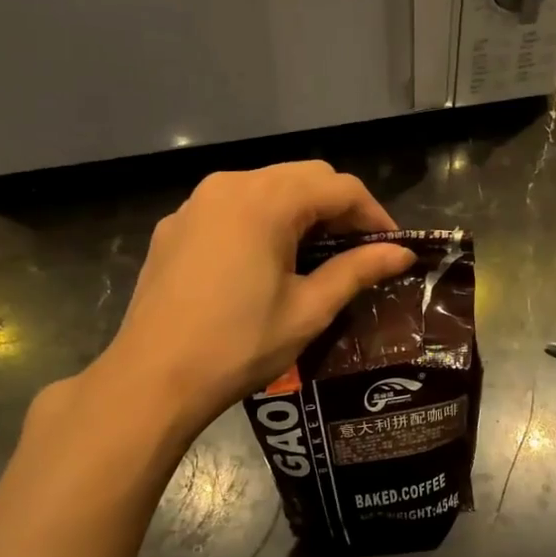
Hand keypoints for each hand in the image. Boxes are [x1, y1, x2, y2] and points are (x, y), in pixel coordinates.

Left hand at [81, 162, 414, 439]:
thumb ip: (358, 270)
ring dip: (302, 212)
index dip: (374, 215)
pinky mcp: (175, 227)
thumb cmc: (239, 344)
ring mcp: (196, 204)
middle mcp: (229, 185)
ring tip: (319, 255)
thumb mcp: (309, 309)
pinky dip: (264, 221)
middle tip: (360, 251)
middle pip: (304, 177)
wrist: (152, 379)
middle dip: (340, 208)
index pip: (339, 187)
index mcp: (266, 200)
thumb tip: (402, 253)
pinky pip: (233, 207)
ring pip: (267, 187)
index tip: (393, 248)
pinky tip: (267, 261)